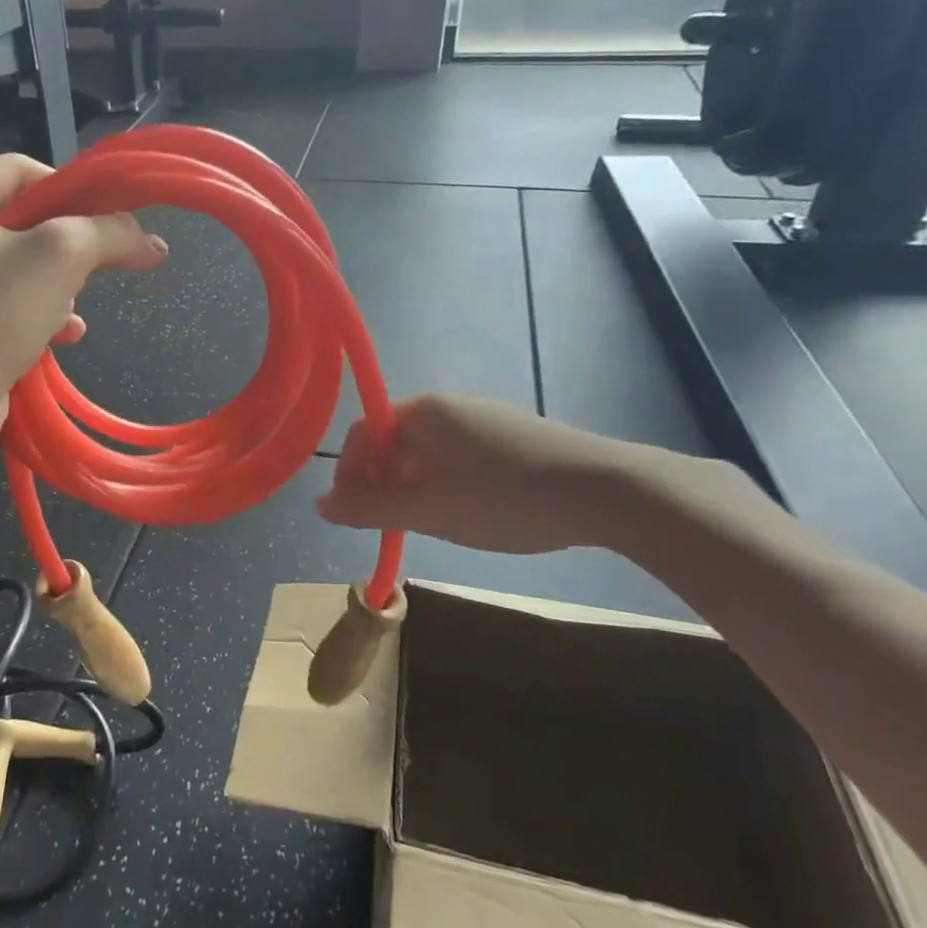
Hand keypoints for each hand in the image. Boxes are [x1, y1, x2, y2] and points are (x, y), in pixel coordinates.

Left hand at [0, 153, 166, 438]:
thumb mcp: (62, 256)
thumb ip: (110, 233)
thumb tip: (152, 242)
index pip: (19, 170)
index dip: (69, 189)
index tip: (105, 219)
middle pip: (21, 221)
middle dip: (66, 249)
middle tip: (95, 268)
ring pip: (17, 267)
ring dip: (57, 287)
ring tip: (73, 311)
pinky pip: (3, 303)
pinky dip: (36, 314)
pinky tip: (64, 335)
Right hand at [318, 394, 649, 554]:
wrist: (606, 491)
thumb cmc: (503, 497)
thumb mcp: (428, 509)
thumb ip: (369, 508)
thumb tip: (320, 505)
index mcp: (422, 411)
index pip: (362, 433)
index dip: (348, 473)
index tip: (353, 513)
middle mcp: (449, 405)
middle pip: (394, 441)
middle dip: (381, 482)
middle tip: (389, 522)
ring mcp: (485, 418)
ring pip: (428, 451)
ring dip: (413, 485)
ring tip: (429, 522)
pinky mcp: (513, 436)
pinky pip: (459, 455)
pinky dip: (446, 482)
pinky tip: (470, 511)